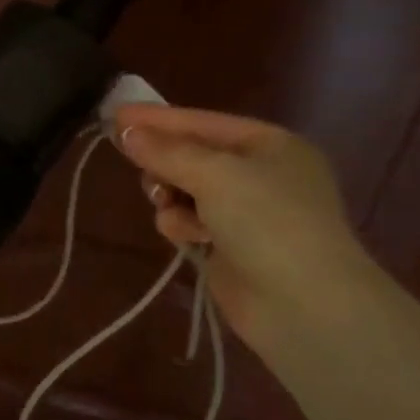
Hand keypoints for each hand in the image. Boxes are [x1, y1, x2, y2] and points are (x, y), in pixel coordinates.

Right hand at [112, 105, 369, 342]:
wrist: (304, 305)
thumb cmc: (267, 222)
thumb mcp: (215, 174)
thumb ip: (167, 151)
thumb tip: (127, 130)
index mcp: (270, 145)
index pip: (203, 122)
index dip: (158, 118)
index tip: (115, 114)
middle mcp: (261, 174)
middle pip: (192, 156)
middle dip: (165, 163)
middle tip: (142, 168)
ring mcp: (247, 214)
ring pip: (185, 191)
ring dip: (171, 197)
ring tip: (168, 205)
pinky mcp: (230, 248)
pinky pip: (190, 223)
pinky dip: (182, 226)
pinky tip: (188, 238)